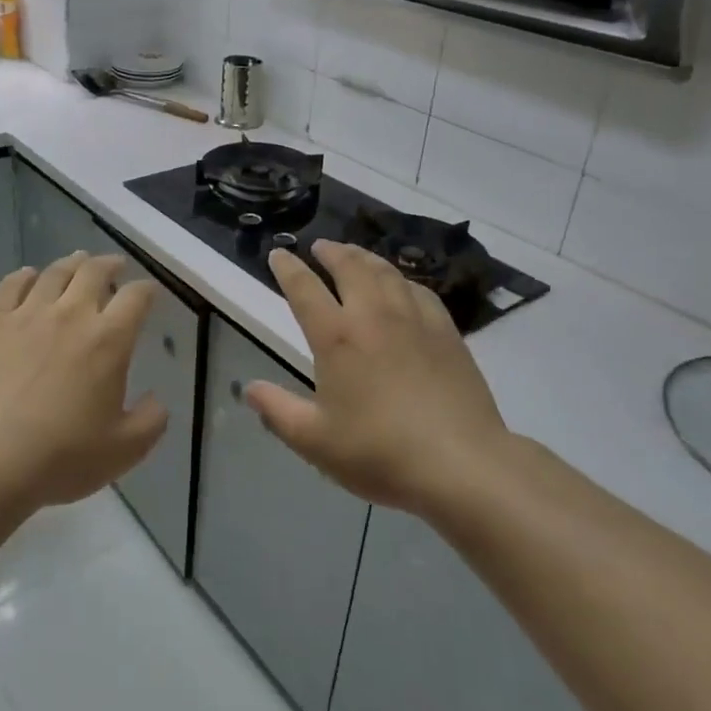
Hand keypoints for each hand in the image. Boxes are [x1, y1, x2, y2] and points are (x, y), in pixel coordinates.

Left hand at [0, 253, 167, 507]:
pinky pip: (11, 286)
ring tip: (77, 262)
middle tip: (115, 266)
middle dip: (109, 264)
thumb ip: (151, 420)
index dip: (146, 290)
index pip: (136, 298)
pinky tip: (29, 276)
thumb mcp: (125, 449)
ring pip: (54, 273)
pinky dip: (24, 276)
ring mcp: (27, 315)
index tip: (149, 293)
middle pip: (94, 272)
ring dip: (71, 264)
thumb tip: (156, 399)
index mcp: (109, 340)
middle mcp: (71, 315)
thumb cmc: (63, 456)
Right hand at [245, 241, 514, 513]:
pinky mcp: (447, 333)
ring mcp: (415, 320)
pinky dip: (402, 279)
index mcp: (336, 337)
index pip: (304, 289)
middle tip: (319, 246)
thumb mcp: (314, 440)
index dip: (288, 268)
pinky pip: (420, 291)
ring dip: (365, 257)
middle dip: (331, 252)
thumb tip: (249, 388)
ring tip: (355, 254)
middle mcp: (374, 316)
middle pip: (350, 267)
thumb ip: (277, 410)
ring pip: (386, 272)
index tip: (278, 254)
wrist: (460, 463)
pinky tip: (402, 285)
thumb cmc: (379, 452)